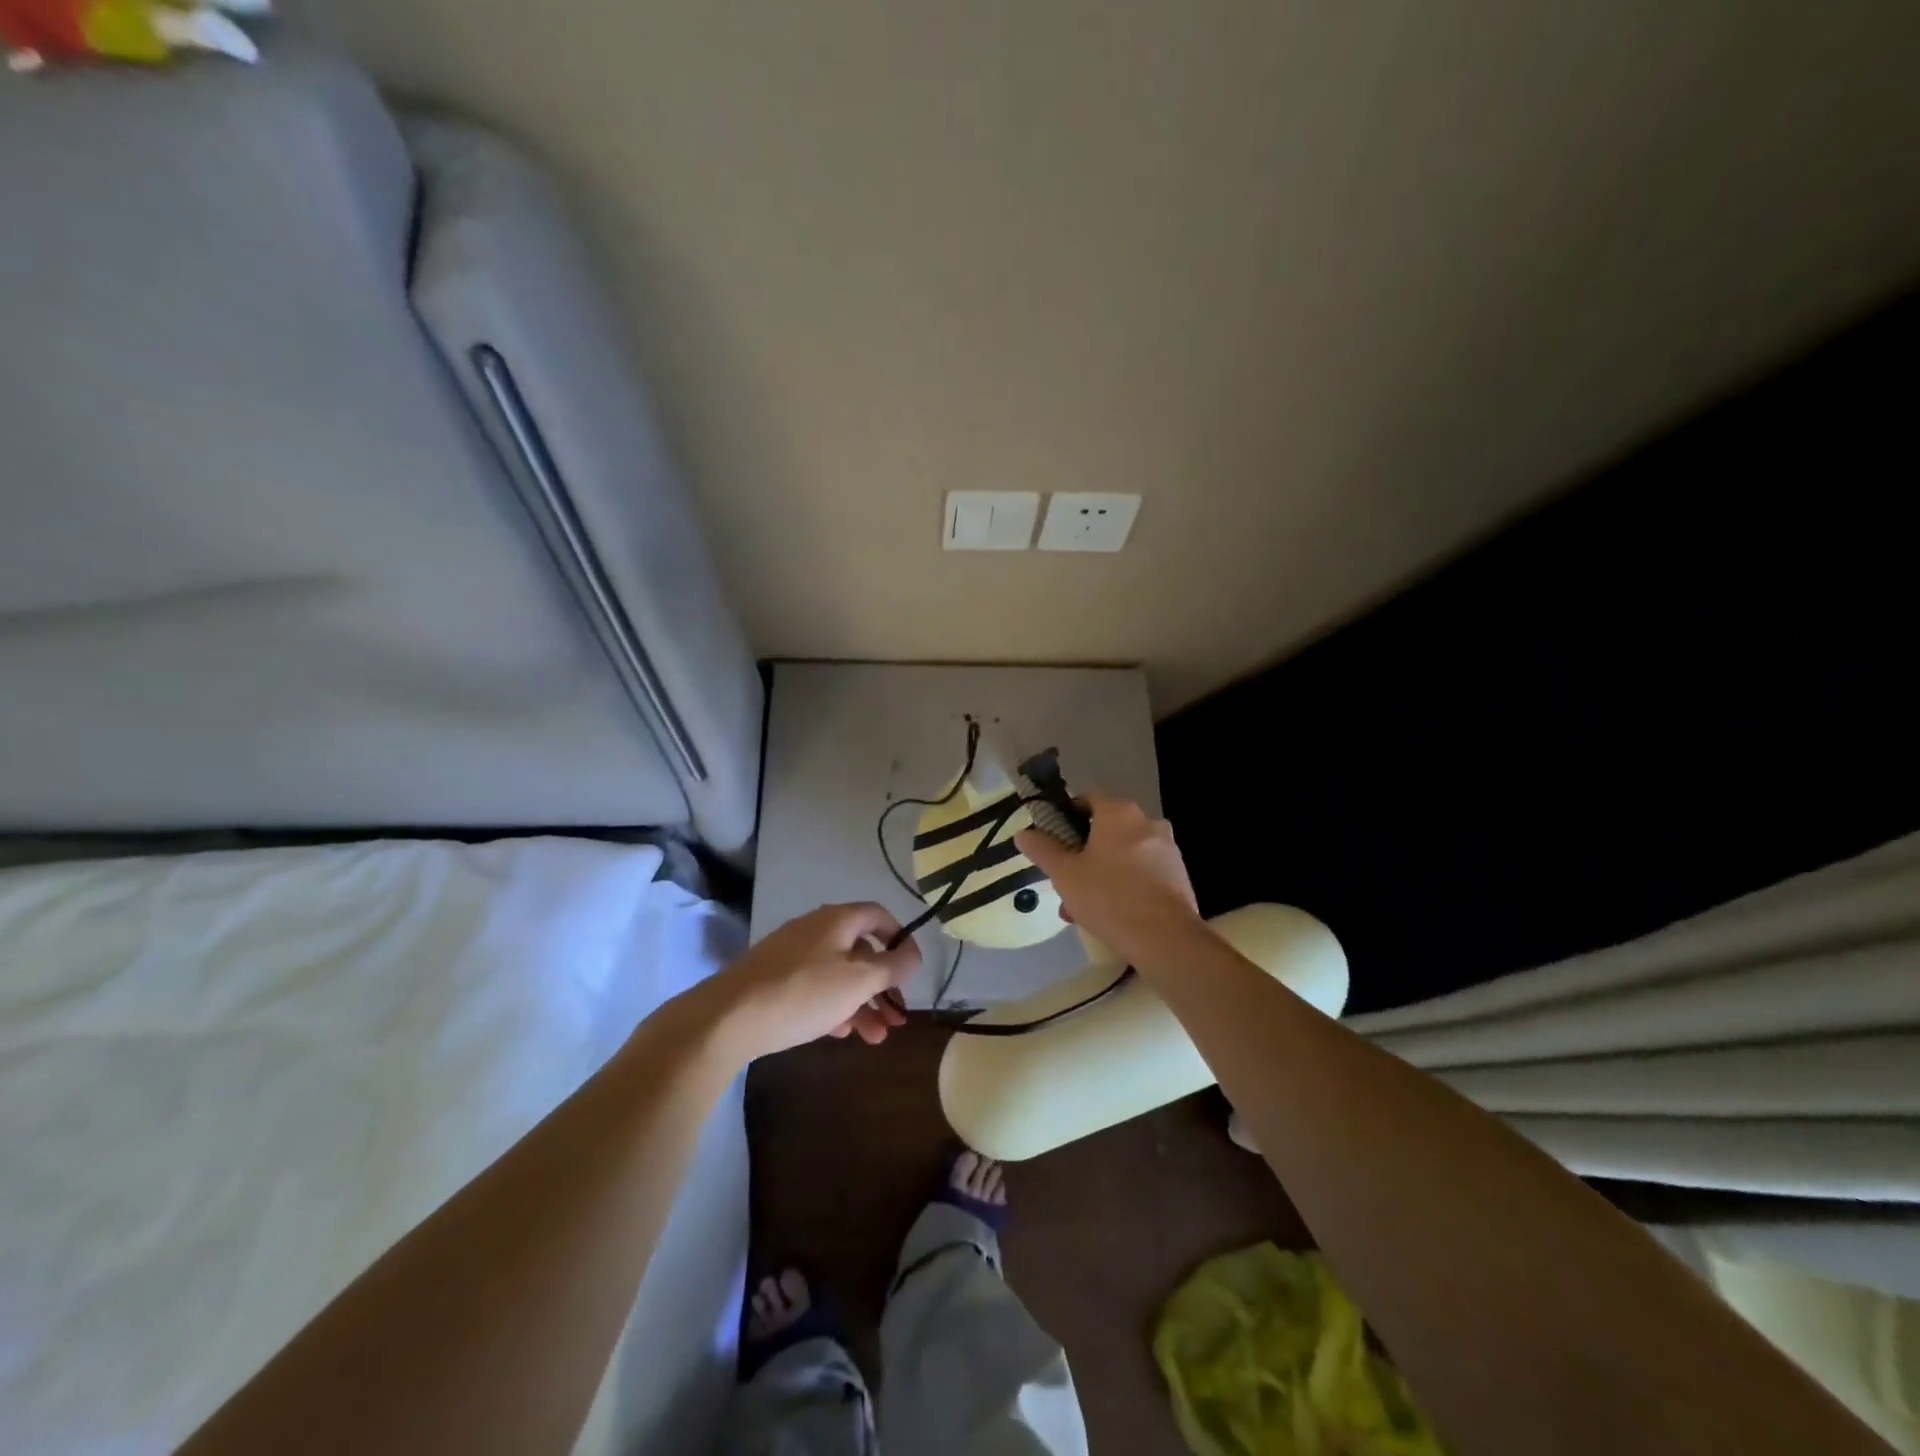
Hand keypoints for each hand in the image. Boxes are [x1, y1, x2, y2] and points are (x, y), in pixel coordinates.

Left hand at [692, 903, 919, 1063]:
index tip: (912, 969)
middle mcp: (815, 929)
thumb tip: (912, 955)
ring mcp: (791, 954)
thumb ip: (891, 967)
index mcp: (837, 920)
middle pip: (860, 950)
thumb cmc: (803, 993)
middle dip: (883, 984)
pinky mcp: (773, 979)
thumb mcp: (857, 981)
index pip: (879, 915)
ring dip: (862, 1002)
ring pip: (838, 974)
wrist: (727, 1018)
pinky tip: (841, 1033)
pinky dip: (834, 1006)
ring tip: (876, 1038)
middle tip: (898, 1017)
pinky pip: (815, 987)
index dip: (900, 938)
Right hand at [1015, 795, 1199, 958]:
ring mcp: (1167, 849)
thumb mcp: (1064, 874)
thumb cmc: (1109, 897)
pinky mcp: (1179, 875)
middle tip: (1065, 883)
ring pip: (1123, 856)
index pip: (1088, 800)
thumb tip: (1023, 833)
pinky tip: (1110, 916)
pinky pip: (1142, 873)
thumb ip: (1042, 850)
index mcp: (1119, 813)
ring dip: (1101, 875)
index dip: (1066, 817)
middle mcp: (1147, 822)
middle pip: (1105, 831)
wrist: (1166, 938)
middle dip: (1082, 856)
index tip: (1053, 841)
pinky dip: (1124, 886)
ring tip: (1081, 910)